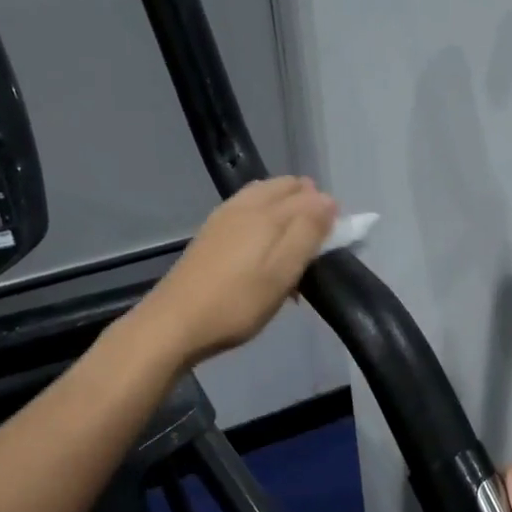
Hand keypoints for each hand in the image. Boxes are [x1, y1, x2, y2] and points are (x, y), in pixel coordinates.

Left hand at [141, 177, 337, 366]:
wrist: (174, 324)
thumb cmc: (237, 303)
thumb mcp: (283, 272)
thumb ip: (308, 233)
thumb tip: (328, 200)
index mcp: (266, 213)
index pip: (309, 196)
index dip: (329, 211)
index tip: (338, 238)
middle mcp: (244, 206)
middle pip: (284, 188)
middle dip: (307, 204)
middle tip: (317, 240)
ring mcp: (222, 219)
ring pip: (263, 197)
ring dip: (285, 210)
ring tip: (293, 242)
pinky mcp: (209, 235)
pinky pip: (246, 212)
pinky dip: (263, 219)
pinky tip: (262, 246)